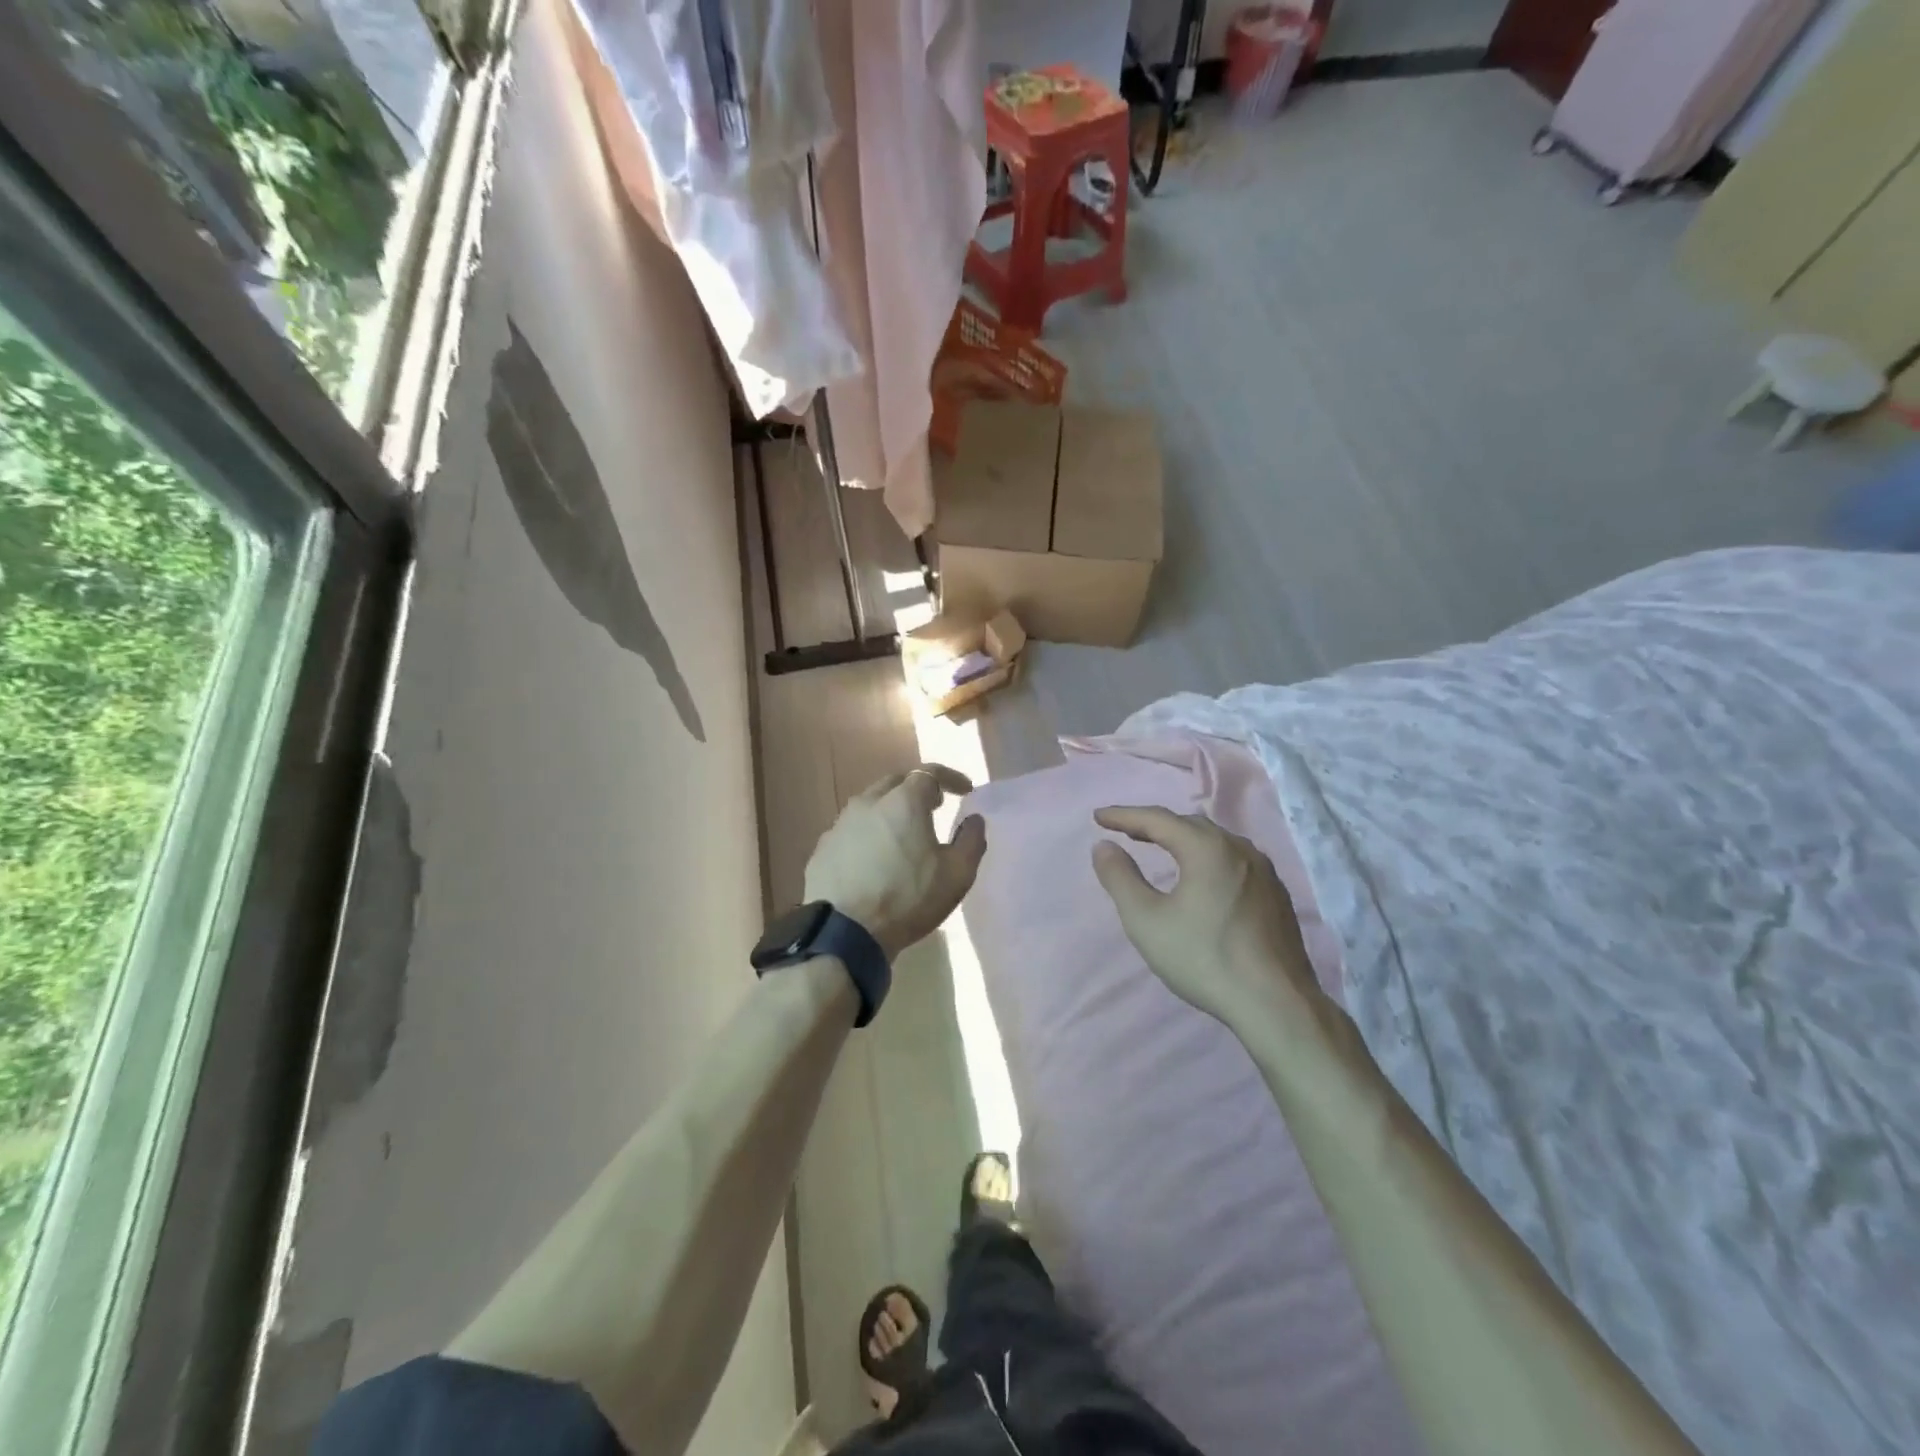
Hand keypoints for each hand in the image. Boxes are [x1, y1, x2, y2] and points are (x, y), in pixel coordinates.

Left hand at [804, 765, 987, 960]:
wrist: (844, 932)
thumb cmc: (907, 899)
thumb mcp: (957, 874)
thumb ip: (971, 840)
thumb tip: (974, 819)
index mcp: (903, 801)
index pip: (930, 773)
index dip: (950, 778)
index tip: (965, 790)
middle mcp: (868, 803)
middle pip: (895, 783)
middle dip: (917, 789)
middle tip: (933, 807)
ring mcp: (840, 824)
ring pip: (870, 805)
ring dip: (890, 811)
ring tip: (904, 833)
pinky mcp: (823, 848)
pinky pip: (852, 830)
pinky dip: (868, 834)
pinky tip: (874, 857)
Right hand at [1091, 806, 1328, 1033]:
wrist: (1277, 1005)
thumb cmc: (1203, 958)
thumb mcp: (1146, 920)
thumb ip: (1120, 878)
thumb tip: (1103, 846)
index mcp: (1207, 848)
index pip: (1157, 819)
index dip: (1124, 816)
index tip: (1098, 817)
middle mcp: (1239, 849)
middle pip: (1189, 825)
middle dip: (1155, 825)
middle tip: (1127, 832)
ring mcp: (1264, 871)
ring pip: (1216, 841)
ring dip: (1184, 839)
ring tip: (1161, 847)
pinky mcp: (1277, 895)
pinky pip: (1234, 860)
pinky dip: (1207, 857)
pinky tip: (1202, 877)